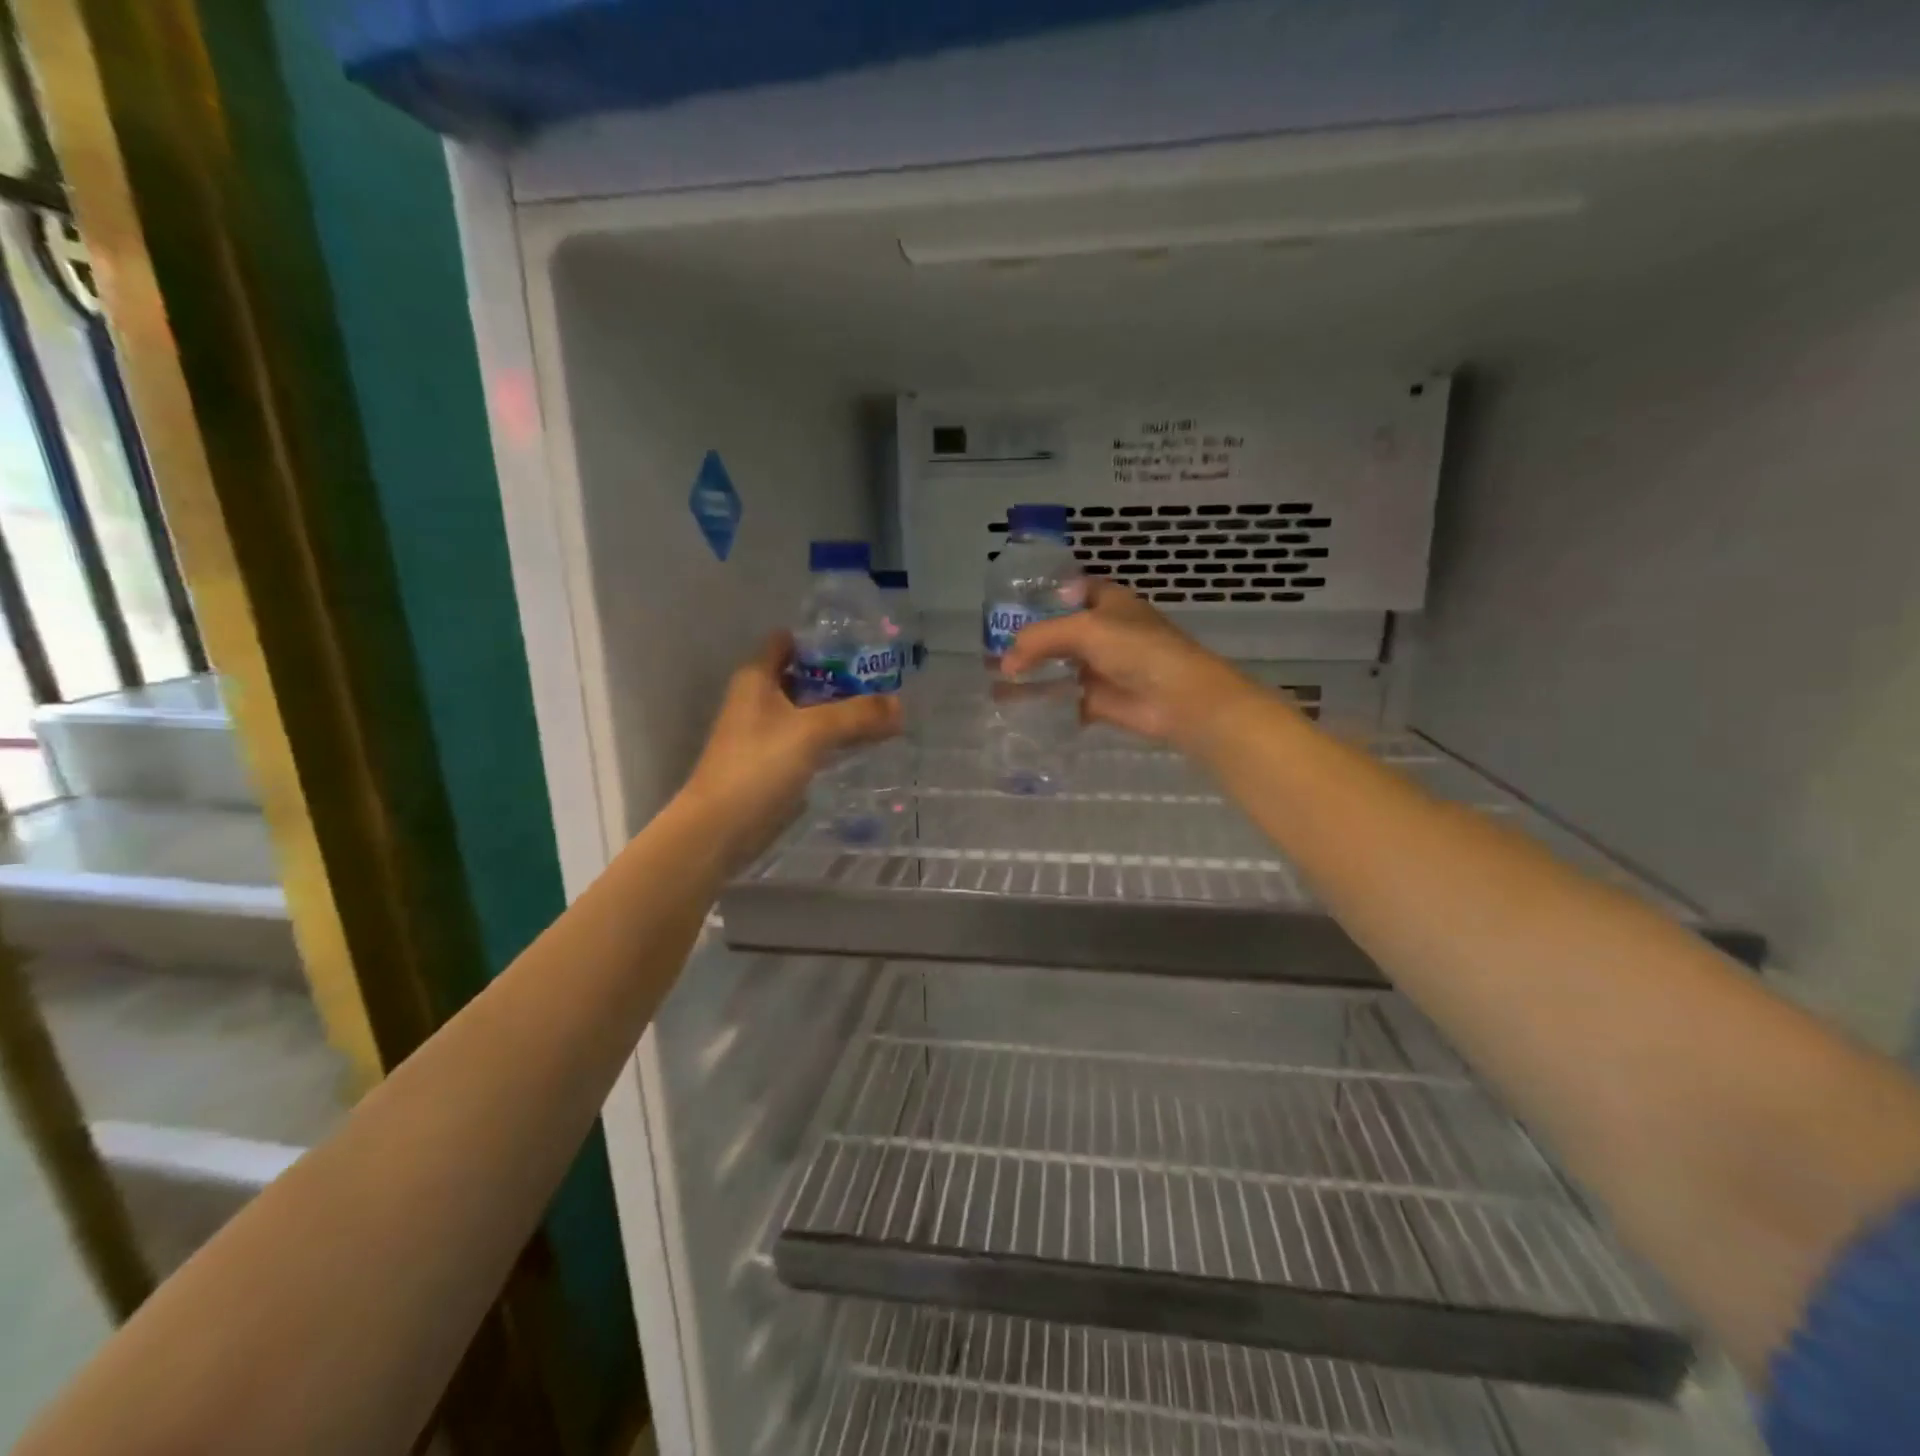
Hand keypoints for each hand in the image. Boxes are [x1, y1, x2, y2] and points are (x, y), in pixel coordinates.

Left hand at [680, 633, 901, 867]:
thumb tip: (900, 705)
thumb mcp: (813, 731)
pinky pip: (810, 741)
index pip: (788, 642)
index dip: (822, 642)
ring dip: (841, 711)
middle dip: (842, 678)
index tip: (862, 647)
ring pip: (810, 712)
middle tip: (885, 681)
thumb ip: (858, 714)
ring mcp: (766, 734)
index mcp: (757, 678)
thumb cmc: (759, 765)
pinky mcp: (774, 764)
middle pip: (805, 678)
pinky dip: (834, 739)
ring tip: (884, 711)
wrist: (720, 828)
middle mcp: (759, 700)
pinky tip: (864, 744)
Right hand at [1000, 581, 1268, 752]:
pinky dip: (1042, 703)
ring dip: (1031, 674)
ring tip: (994, 679)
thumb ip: (1039, 639)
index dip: (1045, 594)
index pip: (1073, 590)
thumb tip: (1005, 662)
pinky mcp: (1099, 700)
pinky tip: (1014, 706)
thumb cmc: (1136, 648)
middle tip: (991, 647)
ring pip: (1058, 667)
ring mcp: (1101, 667)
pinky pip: (1063, 699)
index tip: (1011, 604)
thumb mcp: (1084, 629)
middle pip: (1059, 632)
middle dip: (1029, 640)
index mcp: (1108, 602)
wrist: (1178, 698)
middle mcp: (1104, 631)